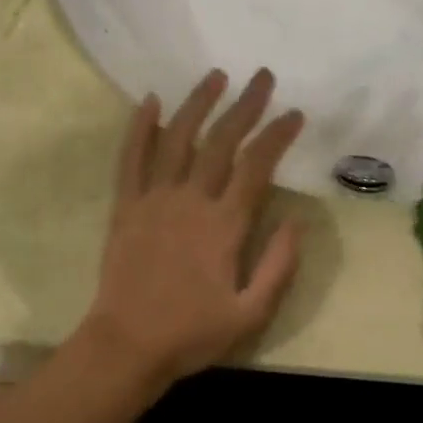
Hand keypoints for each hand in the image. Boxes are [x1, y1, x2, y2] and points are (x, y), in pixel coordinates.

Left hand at [78, 68, 305, 390]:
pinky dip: (139, 127)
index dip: (277, 135)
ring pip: (177, 138)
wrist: (127, 345)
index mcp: (224, 225)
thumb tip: (296, 221)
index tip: (294, 113)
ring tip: (216, 76)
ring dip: (198, 104)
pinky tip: (150, 100)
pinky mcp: (126, 204)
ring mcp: (154, 198)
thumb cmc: (192, 334)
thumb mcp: (250, 315)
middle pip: (221, 141)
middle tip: (262, 77)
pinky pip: (131, 158)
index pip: (257, 167)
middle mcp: (190, 201)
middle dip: (245, 106)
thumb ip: (278, 267)